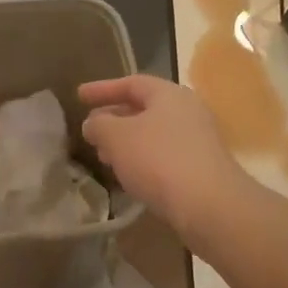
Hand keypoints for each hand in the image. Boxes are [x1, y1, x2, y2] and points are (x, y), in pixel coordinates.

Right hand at [79, 76, 248, 242]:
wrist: (209, 205)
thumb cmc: (158, 159)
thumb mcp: (117, 137)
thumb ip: (99, 125)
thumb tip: (93, 123)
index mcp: (169, 94)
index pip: (131, 83)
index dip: (102, 89)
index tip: (79, 96)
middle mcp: (188, 111)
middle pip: (144, 108)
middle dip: (114, 118)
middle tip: (91, 130)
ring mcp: (198, 140)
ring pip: (153, 134)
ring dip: (126, 142)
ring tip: (104, 156)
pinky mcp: (201, 168)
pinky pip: (164, 155)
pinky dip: (142, 159)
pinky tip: (129, 175)